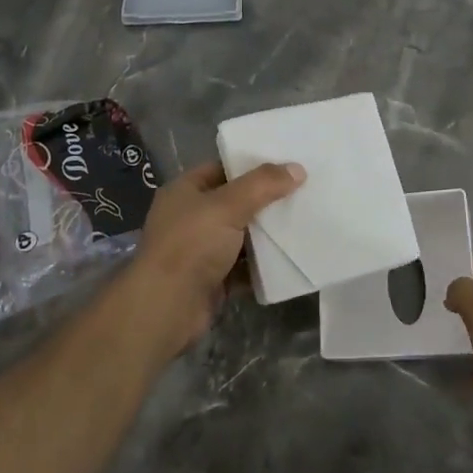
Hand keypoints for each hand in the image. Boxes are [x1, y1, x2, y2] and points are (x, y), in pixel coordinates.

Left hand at [127, 160, 304, 355]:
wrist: (167, 308)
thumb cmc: (191, 245)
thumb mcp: (227, 206)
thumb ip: (262, 185)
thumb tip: (297, 169)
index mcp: (185, 191)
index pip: (222, 169)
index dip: (252, 165)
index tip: (287, 163)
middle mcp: (191, 218)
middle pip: (235, 203)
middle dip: (266, 200)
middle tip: (304, 190)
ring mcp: (201, 251)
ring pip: (242, 236)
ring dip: (267, 234)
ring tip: (305, 220)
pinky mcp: (213, 280)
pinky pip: (244, 266)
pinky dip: (263, 264)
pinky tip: (292, 256)